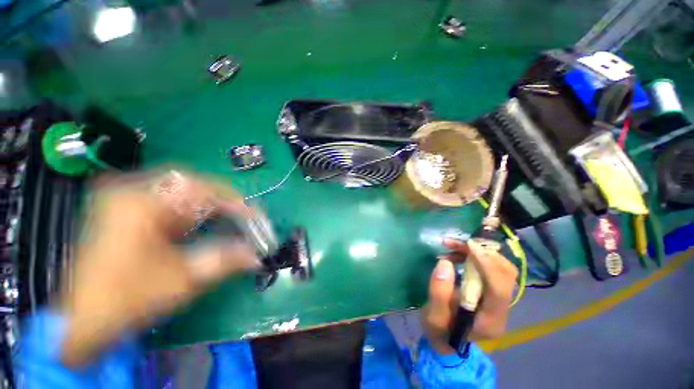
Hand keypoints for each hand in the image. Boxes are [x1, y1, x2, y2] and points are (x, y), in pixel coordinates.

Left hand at [59, 170, 258, 366]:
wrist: (84, 320)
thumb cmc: (129, 300)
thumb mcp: (182, 280)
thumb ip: (225, 261)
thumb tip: (258, 256)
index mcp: (139, 204)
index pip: (200, 188)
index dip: (232, 201)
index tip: (252, 214)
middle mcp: (129, 193)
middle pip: (189, 184)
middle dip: (219, 200)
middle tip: (240, 215)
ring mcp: (123, 200)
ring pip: (178, 191)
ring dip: (205, 205)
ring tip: (224, 220)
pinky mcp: (123, 210)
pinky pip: (165, 201)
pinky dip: (188, 211)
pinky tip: (197, 224)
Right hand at [422, 239, 517, 354]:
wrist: (445, 338)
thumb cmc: (439, 331)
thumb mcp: (433, 317)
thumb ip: (438, 293)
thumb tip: (445, 263)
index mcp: (490, 321)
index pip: (499, 290)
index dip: (487, 265)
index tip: (468, 246)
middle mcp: (501, 310)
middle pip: (506, 275)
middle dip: (484, 254)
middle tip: (459, 243)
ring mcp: (499, 301)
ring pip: (500, 267)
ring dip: (479, 252)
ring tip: (453, 245)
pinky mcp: (491, 291)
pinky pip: (491, 267)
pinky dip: (475, 255)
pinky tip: (456, 252)